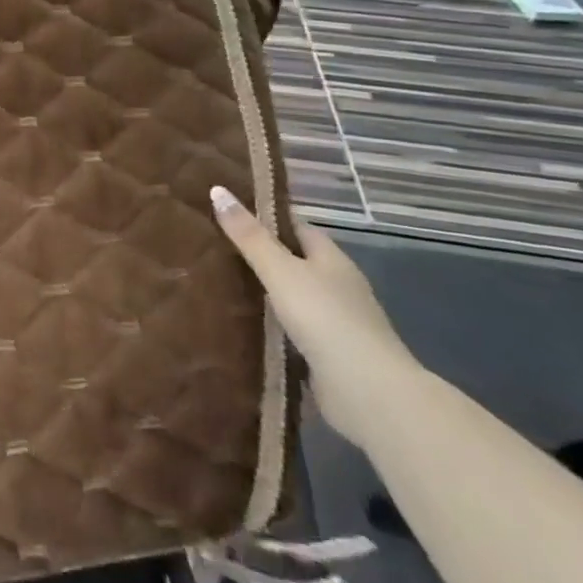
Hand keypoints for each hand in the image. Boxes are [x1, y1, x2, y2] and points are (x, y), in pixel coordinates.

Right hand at [210, 186, 423, 451]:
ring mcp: (336, 323)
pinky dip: (272, 326)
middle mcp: (338, 286)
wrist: (369, 394)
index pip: (296, 227)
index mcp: (331, 259)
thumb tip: (216, 189)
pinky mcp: (329, 356)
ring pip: (292, 297)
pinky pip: (293, 330)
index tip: (229, 212)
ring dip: (265, 294)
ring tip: (219, 284)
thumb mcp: (280, 270)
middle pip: (295, 262)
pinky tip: (242, 324)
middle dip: (260, 256)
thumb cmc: (325, 318)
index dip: (266, 217)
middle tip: (214, 247)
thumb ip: (248, 235)